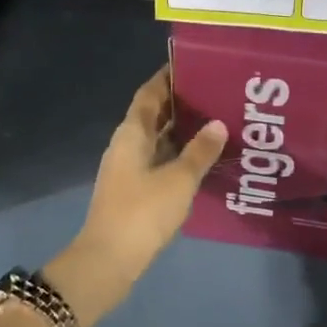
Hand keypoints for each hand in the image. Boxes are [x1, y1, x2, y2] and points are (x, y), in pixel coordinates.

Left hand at [46, 68, 225, 326]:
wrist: (108, 261)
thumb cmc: (142, 212)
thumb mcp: (179, 180)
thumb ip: (200, 151)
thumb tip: (218, 123)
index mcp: (131, 134)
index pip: (149, 94)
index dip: (167, 78)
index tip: (192, 65)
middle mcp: (126, 146)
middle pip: (153, 116)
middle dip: (180, 104)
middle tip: (215, 94)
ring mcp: (127, 170)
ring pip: (157, 141)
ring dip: (181, 132)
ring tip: (216, 123)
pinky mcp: (133, 192)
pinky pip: (158, 162)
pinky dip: (178, 156)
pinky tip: (201, 161)